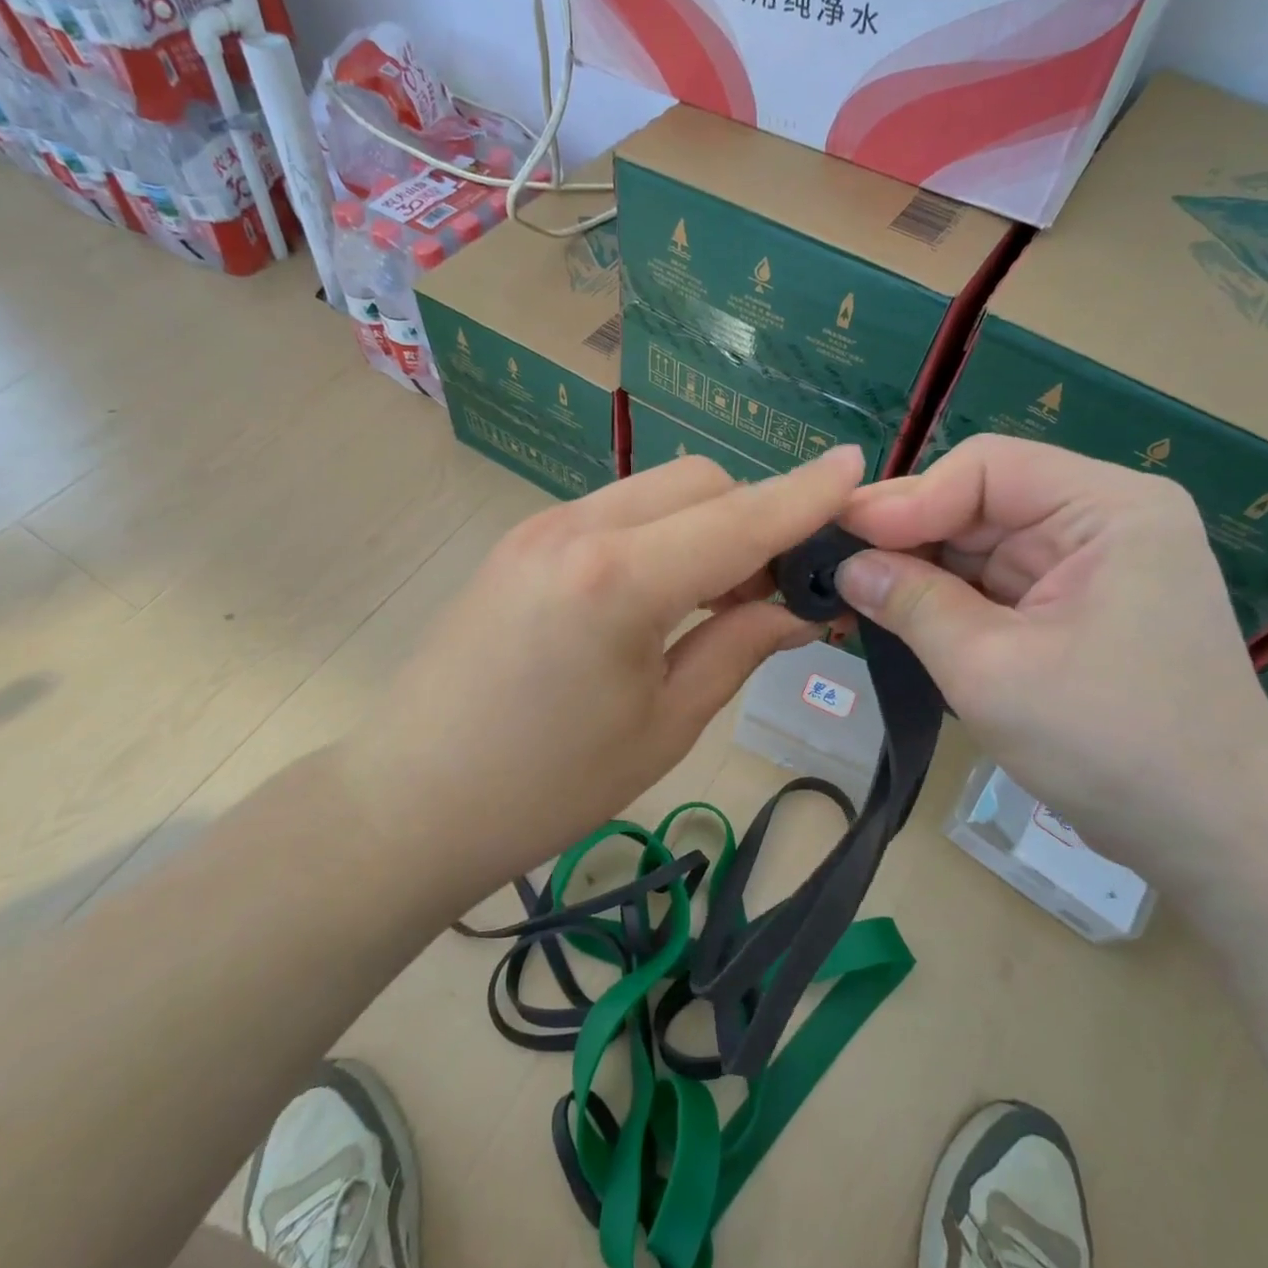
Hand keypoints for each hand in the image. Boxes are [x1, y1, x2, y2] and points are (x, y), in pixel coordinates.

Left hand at [368, 447, 865, 896]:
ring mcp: (541, 526)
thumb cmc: (548, 787)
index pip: (739, 518)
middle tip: (773, 592)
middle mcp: (579, 527)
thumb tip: (798, 608)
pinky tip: (662, 592)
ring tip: (720, 599)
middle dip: (753, 517)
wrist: (410, 801)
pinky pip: (617, 511)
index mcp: (619, 579)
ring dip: (706, 524)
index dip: (805, 495)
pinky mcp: (521, 540)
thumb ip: (739, 648)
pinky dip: (661, 533)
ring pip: (657, 490)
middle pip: (699, 481)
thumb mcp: (664, 725)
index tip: (857, 467)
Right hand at [836, 436, 1267, 884]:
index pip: (986, 469)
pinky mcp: (1075, 610)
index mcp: (1108, 509)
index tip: (842, 538)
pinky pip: (994, 586)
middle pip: (980, 503)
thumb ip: (912, 604)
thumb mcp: (992, 670)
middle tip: (832, 566)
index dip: (907, 499)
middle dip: (907, 537)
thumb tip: (846, 567)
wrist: (1218, 842)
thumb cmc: (1112, 745)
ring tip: (851, 594)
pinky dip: (945, 602)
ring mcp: (1090, 568)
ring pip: (980, 547)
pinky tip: (897, 616)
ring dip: (919, 572)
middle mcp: (1102, 522)